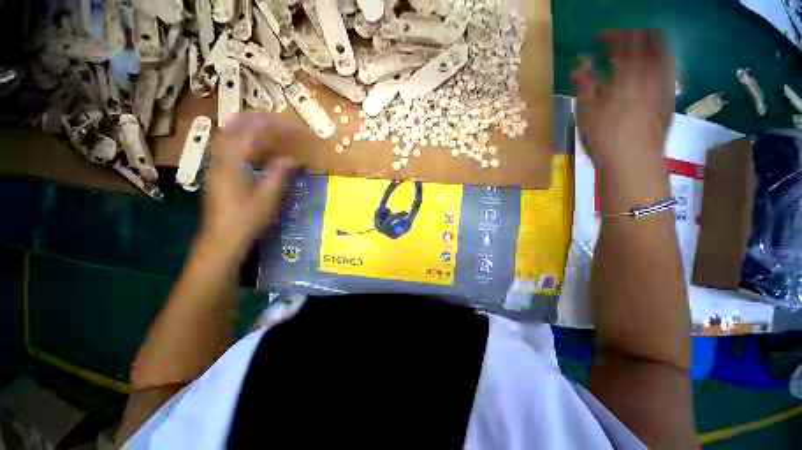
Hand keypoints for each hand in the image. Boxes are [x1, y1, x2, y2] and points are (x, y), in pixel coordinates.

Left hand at [202, 113, 297, 251]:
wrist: (223, 238)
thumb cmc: (247, 218)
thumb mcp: (269, 197)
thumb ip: (281, 173)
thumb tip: (295, 159)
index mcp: (233, 162)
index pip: (251, 131)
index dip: (272, 124)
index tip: (291, 125)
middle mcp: (220, 158)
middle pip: (234, 127)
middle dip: (256, 119)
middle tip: (276, 120)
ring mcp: (216, 165)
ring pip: (228, 135)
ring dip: (247, 127)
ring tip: (266, 128)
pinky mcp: (217, 173)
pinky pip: (228, 147)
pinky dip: (242, 140)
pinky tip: (253, 148)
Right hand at [572, 30, 675, 173]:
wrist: (634, 162)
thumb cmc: (605, 138)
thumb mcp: (588, 113)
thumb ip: (585, 85)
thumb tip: (579, 64)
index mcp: (628, 77)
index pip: (625, 44)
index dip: (615, 35)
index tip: (602, 35)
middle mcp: (651, 75)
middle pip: (652, 42)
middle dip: (638, 34)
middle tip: (626, 36)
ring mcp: (664, 86)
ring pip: (665, 54)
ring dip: (653, 45)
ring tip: (642, 46)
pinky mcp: (670, 99)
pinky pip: (669, 71)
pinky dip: (661, 62)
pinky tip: (652, 68)